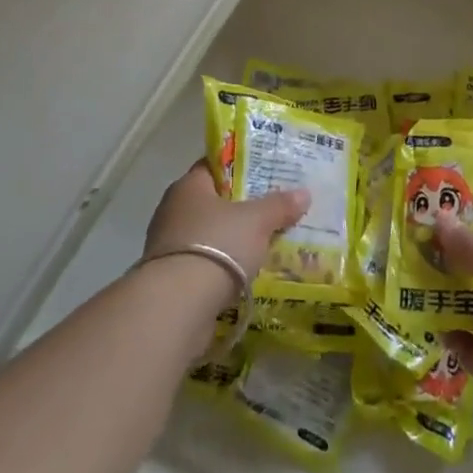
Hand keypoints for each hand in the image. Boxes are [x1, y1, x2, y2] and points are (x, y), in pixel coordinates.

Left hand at [142, 161, 309, 315]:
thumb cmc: (217, 245)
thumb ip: (279, 205)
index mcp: (188, 185)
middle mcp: (173, 209)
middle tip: (270, 210)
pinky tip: (243, 274)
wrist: (177, 305)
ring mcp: (168, 245)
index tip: (265, 174)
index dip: (240, 168)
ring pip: (208, 234)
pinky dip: (221, 267)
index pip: (214, 166)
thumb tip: (304, 193)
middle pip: (212, 201)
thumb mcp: (256, 221)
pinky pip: (202, 263)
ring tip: (262, 244)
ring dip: (230, 240)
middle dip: (239, 207)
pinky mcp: (169, 278)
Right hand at [434, 214, 472, 446]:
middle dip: (452, 254)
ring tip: (406, 267)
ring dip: (442, 291)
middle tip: (415, 233)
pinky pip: (460, 340)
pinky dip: (441, 329)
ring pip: (468, 304)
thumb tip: (440, 218)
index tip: (448, 205)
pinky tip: (416, 312)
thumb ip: (469, 244)